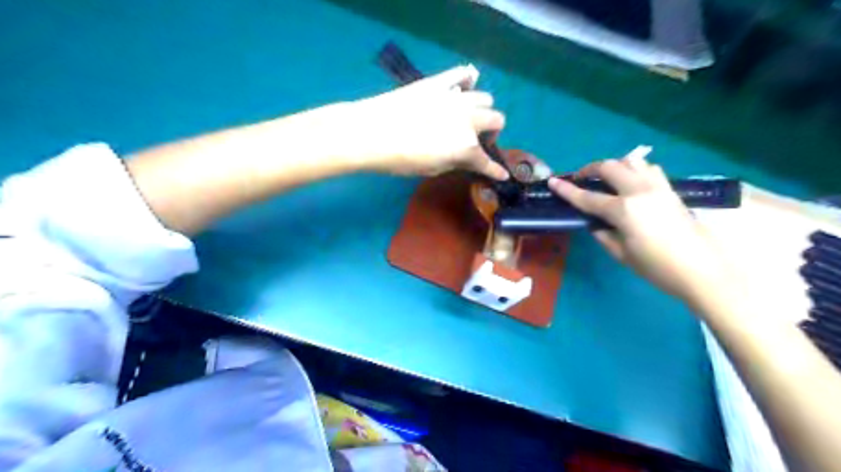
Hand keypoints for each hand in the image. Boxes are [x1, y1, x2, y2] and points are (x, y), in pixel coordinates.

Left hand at [350, 62, 507, 178]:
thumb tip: (464, 158)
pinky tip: (462, 87)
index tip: (501, 174)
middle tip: (477, 140)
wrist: (371, 132)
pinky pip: (463, 74)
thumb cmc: (400, 160)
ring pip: (485, 98)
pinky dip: (467, 81)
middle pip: (497, 119)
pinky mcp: (439, 82)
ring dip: (481, 110)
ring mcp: (456, 98)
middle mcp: (469, 120)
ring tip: (467, 117)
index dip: (496, 170)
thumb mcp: (432, 170)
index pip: (488, 162)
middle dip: (491, 133)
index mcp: (466, 147)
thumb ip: (455, 162)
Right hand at [554, 148, 738, 304]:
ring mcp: (658, 187)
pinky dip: (635, 170)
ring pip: (632, 161)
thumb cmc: (657, 267)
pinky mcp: (670, 189)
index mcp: (623, 210)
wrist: (702, 270)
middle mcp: (639, 191)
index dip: (567, 190)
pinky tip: (632, 183)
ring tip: (607, 178)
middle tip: (580, 179)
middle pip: (610, 167)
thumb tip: (595, 223)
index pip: (588, 197)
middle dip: (590, 169)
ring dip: (615, 165)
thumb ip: (603, 235)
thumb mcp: (622, 255)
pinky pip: (649, 169)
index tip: (553, 181)